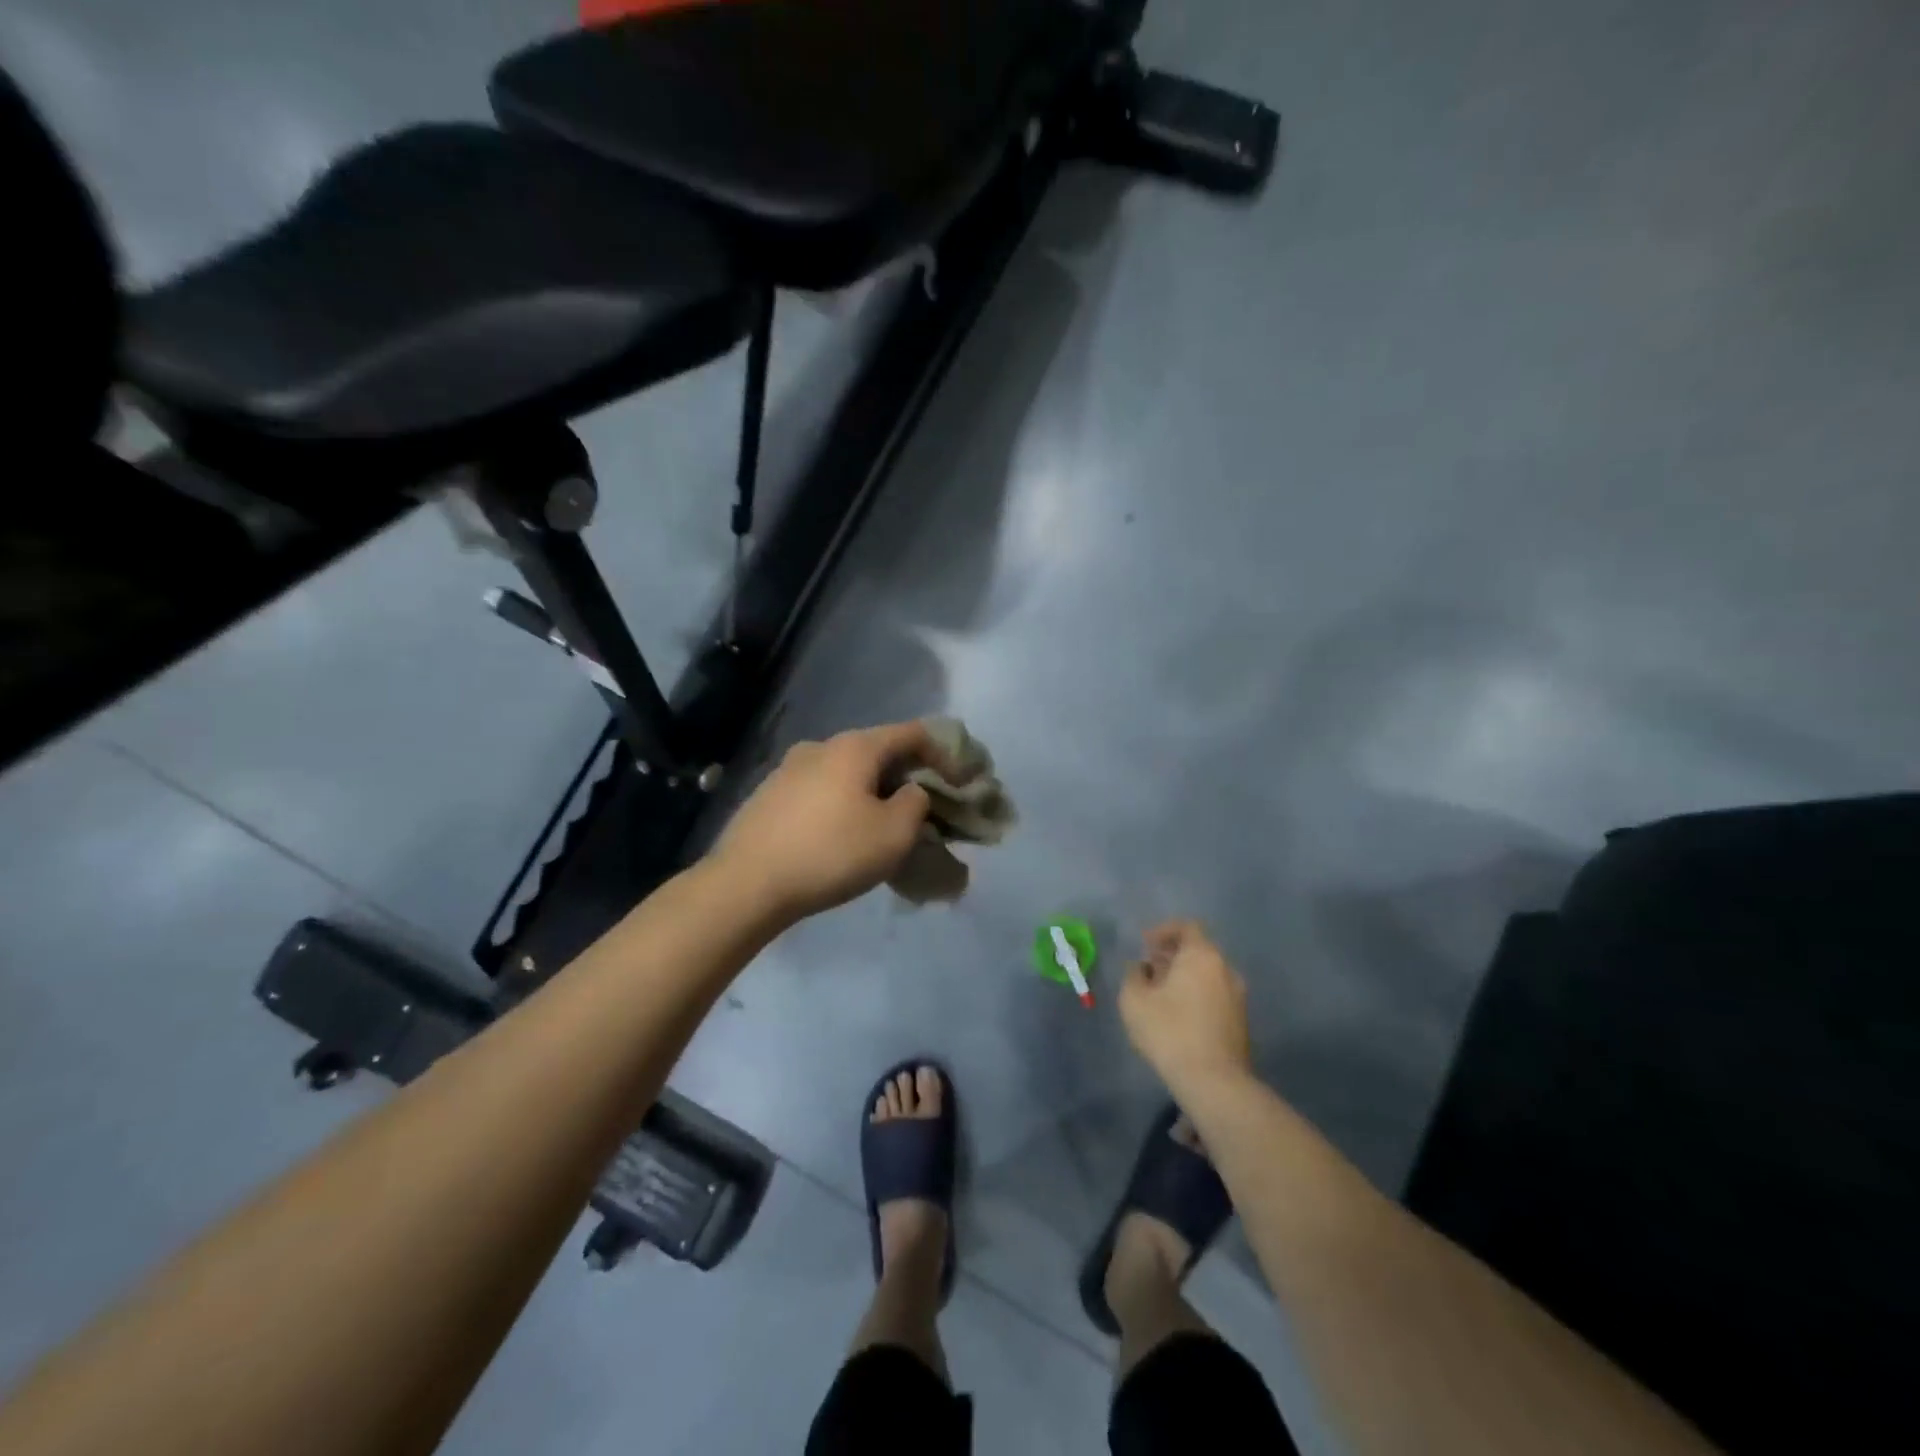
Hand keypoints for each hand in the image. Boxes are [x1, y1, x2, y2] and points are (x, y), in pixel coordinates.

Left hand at [712, 721, 944, 920]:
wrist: (745, 884)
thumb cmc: (830, 853)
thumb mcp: (893, 834)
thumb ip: (916, 804)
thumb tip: (910, 792)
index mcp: (854, 747)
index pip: (912, 733)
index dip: (943, 753)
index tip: (960, 782)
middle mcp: (820, 746)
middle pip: (878, 751)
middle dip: (906, 776)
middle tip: (924, 808)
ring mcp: (788, 769)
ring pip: (846, 772)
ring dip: (872, 791)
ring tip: (882, 824)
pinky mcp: (768, 795)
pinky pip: (820, 790)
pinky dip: (842, 803)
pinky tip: (841, 834)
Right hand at [1120, 920, 1254, 1099]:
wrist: (1214, 1081)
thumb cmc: (1170, 1031)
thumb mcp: (1134, 1000)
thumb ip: (1134, 975)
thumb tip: (1142, 968)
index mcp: (1202, 955)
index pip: (1186, 927)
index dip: (1163, 931)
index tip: (1145, 944)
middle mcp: (1225, 969)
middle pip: (1198, 950)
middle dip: (1172, 955)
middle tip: (1150, 967)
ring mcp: (1238, 996)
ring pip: (1208, 974)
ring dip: (1185, 976)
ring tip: (1161, 993)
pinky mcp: (1241, 1022)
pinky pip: (1215, 995)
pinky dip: (1197, 995)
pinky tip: (1178, 1015)